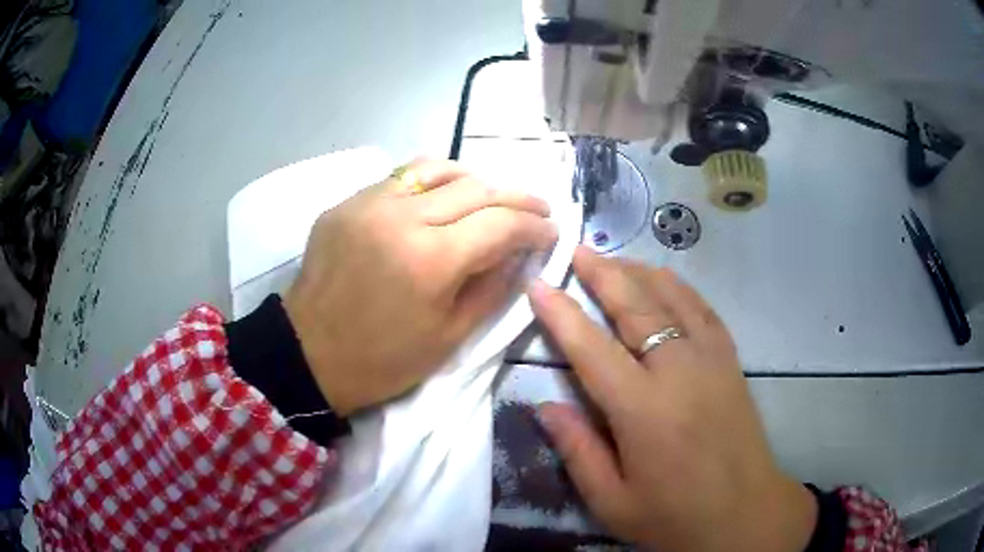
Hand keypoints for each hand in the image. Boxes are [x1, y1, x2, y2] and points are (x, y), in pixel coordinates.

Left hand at [284, 159, 557, 414]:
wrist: (309, 355)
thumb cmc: (383, 360)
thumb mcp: (450, 337)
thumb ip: (493, 287)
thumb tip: (522, 253)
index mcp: (431, 259)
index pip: (501, 224)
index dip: (535, 226)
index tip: (551, 232)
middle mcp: (401, 217)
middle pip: (476, 188)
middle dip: (516, 198)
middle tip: (536, 210)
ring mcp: (368, 203)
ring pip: (437, 169)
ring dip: (474, 180)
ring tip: (490, 198)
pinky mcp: (347, 203)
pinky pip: (400, 178)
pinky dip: (431, 183)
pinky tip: (440, 199)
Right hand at [529, 246, 816, 551]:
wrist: (744, 512)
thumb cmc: (674, 516)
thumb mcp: (612, 501)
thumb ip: (577, 450)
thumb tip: (544, 406)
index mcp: (642, 410)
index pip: (591, 348)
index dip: (561, 313)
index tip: (538, 283)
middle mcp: (678, 371)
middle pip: (635, 307)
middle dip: (602, 273)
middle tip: (577, 249)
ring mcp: (711, 360)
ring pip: (672, 298)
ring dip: (639, 272)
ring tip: (614, 258)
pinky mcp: (731, 361)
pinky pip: (703, 309)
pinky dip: (679, 287)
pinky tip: (665, 280)